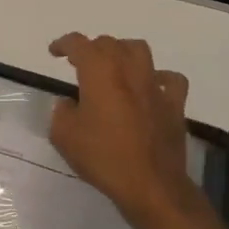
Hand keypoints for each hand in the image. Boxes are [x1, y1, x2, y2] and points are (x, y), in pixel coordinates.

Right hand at [49, 33, 199, 224]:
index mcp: (100, 72)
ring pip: (139, 51)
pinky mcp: (174, 104)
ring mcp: (155, 85)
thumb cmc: (103, 157)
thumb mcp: (64, 136)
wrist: (151, 184)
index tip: (54, 52)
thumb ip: (62, 112)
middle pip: (109, 43)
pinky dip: (158, 77)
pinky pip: (169, 79)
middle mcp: (129, 70)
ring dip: (122, 53)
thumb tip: (70, 104)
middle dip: (91, 49)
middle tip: (80, 64)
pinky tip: (150, 88)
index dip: (64, 44)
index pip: (79, 44)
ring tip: (113, 68)